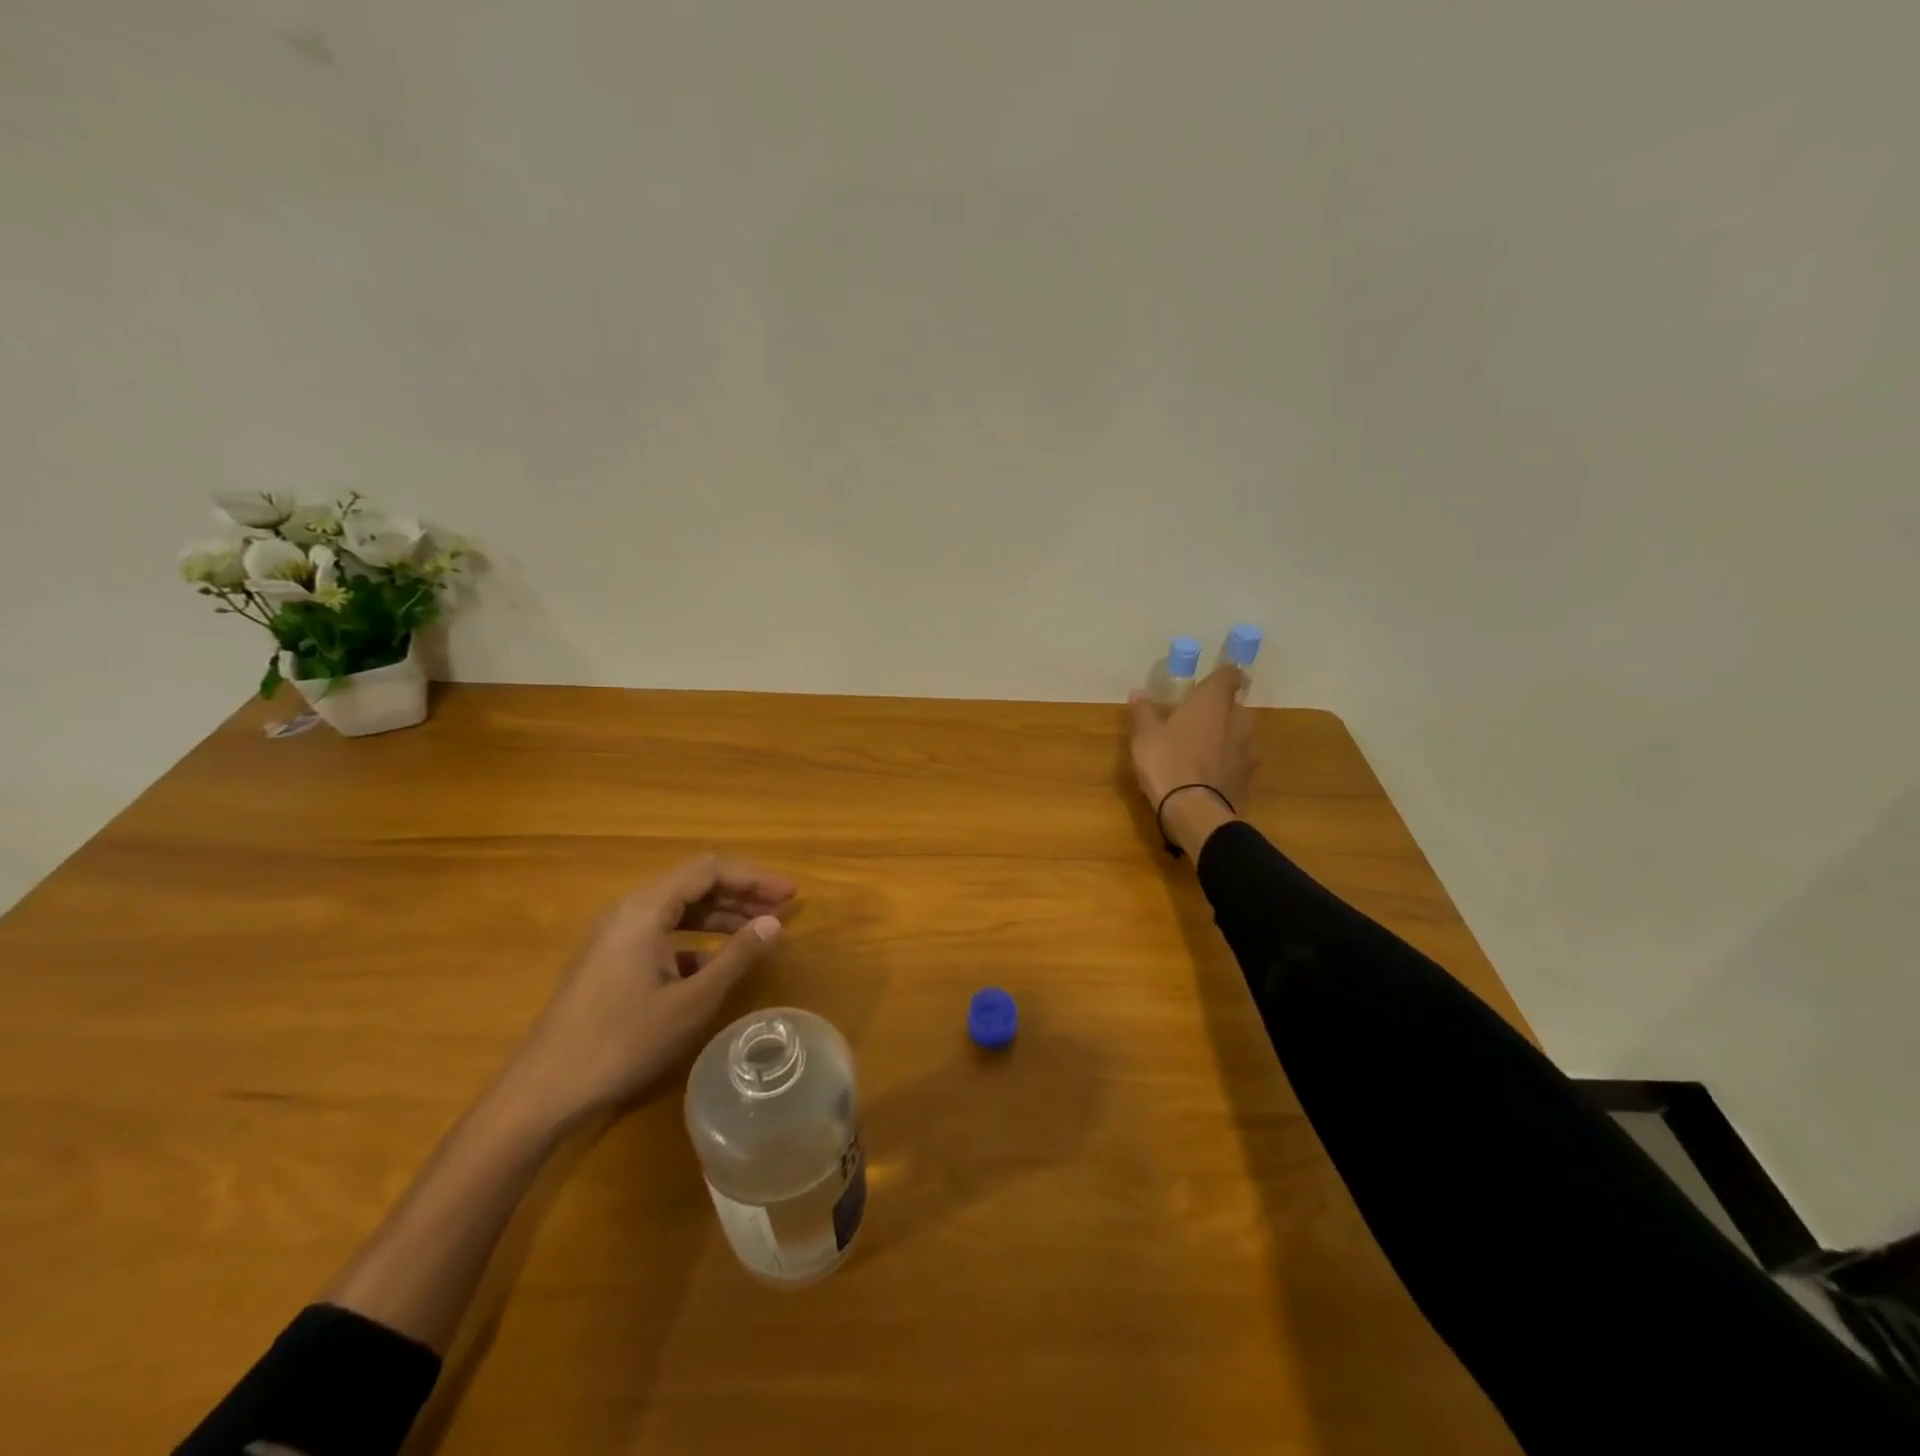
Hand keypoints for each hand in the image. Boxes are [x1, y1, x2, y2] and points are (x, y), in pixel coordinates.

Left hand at [506, 855, 797, 1122]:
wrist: (543, 1092)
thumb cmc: (623, 1042)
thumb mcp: (692, 1001)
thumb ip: (737, 956)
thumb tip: (774, 923)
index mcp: (645, 909)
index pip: (709, 870)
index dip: (754, 878)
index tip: (790, 895)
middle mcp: (627, 910)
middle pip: (693, 884)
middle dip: (740, 893)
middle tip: (781, 910)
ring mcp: (614, 936)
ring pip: (678, 909)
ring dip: (720, 915)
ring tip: (758, 930)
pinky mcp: (609, 961)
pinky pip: (661, 933)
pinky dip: (694, 939)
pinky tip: (715, 964)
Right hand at [1128, 663, 1258, 853]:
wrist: (1194, 810)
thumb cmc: (1166, 762)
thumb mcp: (1145, 736)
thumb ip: (1144, 712)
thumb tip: (1138, 693)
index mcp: (1213, 702)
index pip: (1230, 676)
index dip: (1224, 676)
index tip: (1213, 681)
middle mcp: (1238, 718)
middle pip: (1236, 706)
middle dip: (1223, 710)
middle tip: (1201, 719)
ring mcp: (1248, 748)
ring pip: (1242, 733)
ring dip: (1229, 736)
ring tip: (1207, 748)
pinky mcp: (1250, 775)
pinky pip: (1242, 759)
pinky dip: (1231, 761)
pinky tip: (1214, 772)